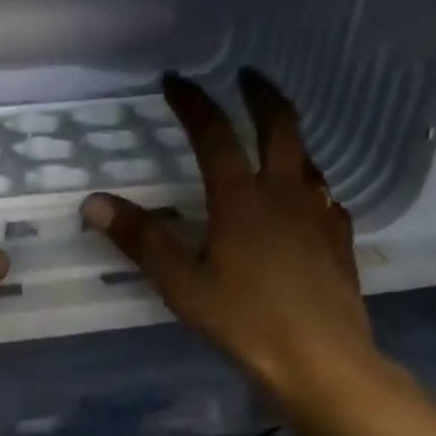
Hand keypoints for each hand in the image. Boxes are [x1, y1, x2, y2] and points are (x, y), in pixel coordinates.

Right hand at [81, 70, 387, 404]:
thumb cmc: (245, 322)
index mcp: (241, 199)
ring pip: (308, 159)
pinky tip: (305, 202)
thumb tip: (95, 202)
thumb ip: (142, 241)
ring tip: (274, 136)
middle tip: (247, 76)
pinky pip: (324, 198)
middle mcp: (285, 193)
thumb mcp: (183, 285)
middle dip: (260, 94)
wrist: (320, 359)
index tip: (175, 80)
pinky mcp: (339, 241)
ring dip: (289, 137)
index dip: (192, 102)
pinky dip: (309, 186)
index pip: (213, 134)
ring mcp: (319, 215)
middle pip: (280, 125)